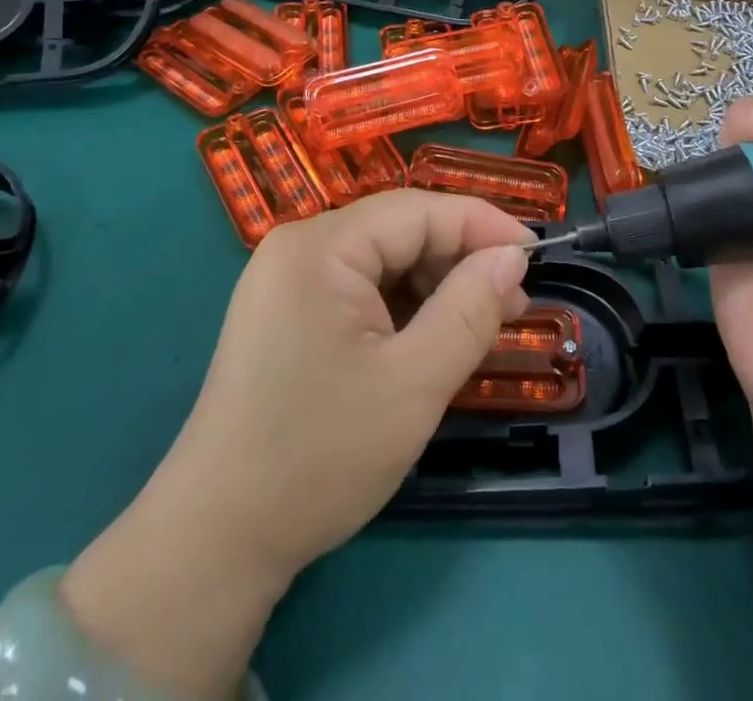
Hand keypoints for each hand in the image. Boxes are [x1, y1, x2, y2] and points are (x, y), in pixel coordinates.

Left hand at [59, 191, 531, 698]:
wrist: (216, 541)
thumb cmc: (319, 456)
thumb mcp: (413, 384)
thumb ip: (470, 310)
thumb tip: (512, 256)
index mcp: (320, 247)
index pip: (419, 210)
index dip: (483, 225)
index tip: (536, 255)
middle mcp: (299, 246)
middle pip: (400, 231)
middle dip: (460, 261)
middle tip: (512, 305)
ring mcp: (288, 279)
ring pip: (384, 259)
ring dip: (435, 286)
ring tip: (478, 328)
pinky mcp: (287, 311)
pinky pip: (361, 287)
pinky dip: (403, 306)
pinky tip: (431, 340)